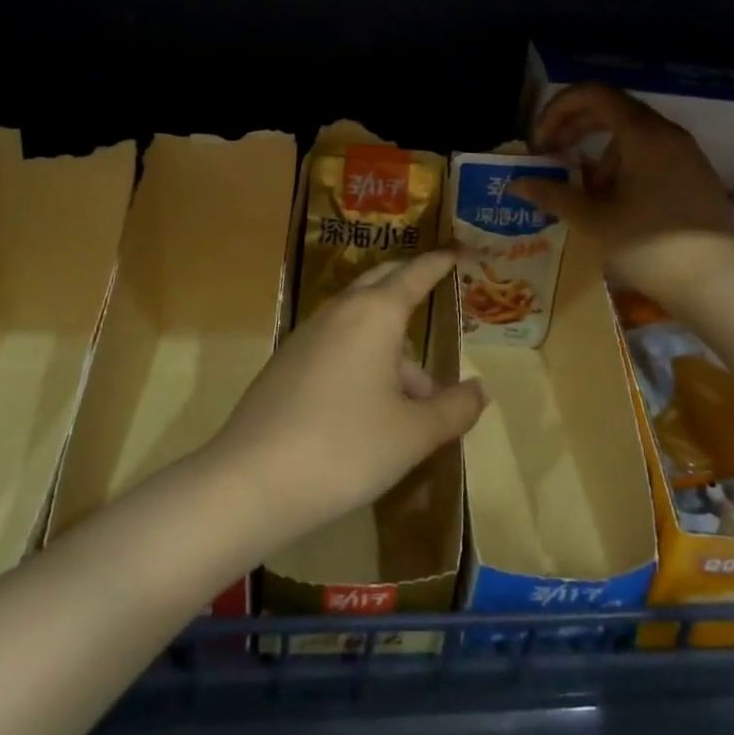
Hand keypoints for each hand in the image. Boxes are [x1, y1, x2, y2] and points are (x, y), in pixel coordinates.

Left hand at [208, 250, 487, 548]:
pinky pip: (335, 345)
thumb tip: (482, 390)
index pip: (413, 275)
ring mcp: (306, 337)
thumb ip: (454, 409)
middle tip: (432, 292)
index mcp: (374, 315)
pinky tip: (369, 406)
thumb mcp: (413, 434)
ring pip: (357, 322)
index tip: (454, 253)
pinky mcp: (285, 364)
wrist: (251, 481)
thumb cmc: (346, 448)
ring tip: (414, 395)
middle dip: (407, 286)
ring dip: (388, 341)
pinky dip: (361, 358)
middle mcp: (339, 313)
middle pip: (378, 285)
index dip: (437, 264)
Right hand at [514, 82, 733, 306]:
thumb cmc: (648, 247)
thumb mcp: (592, 221)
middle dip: (574, 128)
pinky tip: (616, 202)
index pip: (593, 94)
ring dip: (599, 153)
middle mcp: (668, 134)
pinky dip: (625, 165)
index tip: (539, 142)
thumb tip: (518, 183)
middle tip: (550, 156)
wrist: (715, 285)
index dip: (558, 109)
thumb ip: (552, 194)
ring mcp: (687, 155)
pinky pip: (653, 155)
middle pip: (612, 110)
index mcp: (642, 134)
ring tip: (584, 192)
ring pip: (632, 136)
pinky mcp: (697, 177)